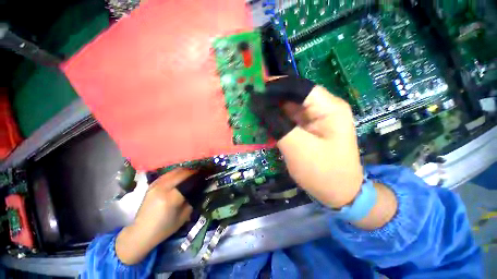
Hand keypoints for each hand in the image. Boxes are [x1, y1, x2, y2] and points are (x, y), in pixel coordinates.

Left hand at [116, 169, 193, 264]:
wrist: (141, 232)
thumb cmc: (164, 228)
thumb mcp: (184, 216)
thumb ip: (192, 200)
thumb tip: (201, 188)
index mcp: (171, 197)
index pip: (189, 180)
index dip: (198, 176)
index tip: (205, 175)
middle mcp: (163, 188)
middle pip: (182, 172)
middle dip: (193, 171)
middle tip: (200, 173)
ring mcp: (156, 185)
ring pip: (174, 171)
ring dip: (185, 170)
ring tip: (192, 174)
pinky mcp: (152, 185)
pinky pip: (167, 174)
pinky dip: (176, 173)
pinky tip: (180, 176)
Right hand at [252, 77, 362, 207]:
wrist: (338, 193)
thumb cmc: (323, 172)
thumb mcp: (297, 147)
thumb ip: (277, 124)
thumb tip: (258, 104)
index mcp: (329, 108)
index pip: (299, 87)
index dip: (276, 87)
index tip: (254, 91)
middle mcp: (323, 109)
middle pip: (293, 96)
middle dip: (271, 98)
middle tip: (250, 101)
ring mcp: (315, 119)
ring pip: (289, 107)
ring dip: (271, 109)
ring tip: (252, 110)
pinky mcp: (307, 129)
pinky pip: (288, 119)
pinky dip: (275, 119)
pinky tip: (262, 121)